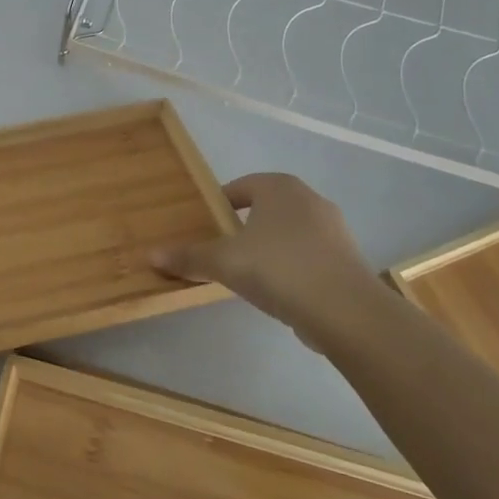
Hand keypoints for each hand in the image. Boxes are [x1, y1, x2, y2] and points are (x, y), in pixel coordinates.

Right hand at [150, 173, 384, 349]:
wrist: (346, 311)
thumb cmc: (279, 269)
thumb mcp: (224, 262)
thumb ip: (189, 257)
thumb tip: (151, 255)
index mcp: (279, 187)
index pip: (242, 186)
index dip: (220, 204)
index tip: (205, 226)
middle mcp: (310, 200)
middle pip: (267, 208)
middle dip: (244, 227)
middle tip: (221, 250)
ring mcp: (334, 230)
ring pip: (289, 233)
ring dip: (269, 248)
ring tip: (248, 273)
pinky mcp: (347, 261)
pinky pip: (308, 256)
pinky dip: (291, 268)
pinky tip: (278, 291)